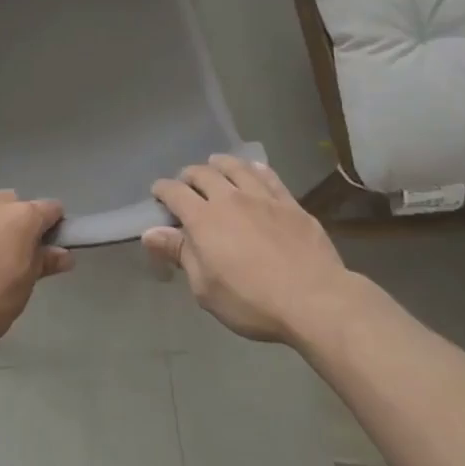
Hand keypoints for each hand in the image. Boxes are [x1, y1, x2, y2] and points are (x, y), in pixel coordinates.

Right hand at [143, 156, 351, 343]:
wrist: (315, 300)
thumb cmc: (252, 301)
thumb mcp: (205, 288)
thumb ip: (179, 253)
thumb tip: (150, 232)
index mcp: (203, 219)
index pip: (175, 192)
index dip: (162, 190)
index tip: (157, 194)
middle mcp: (229, 198)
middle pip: (203, 174)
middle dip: (189, 176)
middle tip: (186, 184)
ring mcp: (262, 197)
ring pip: (235, 167)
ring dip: (220, 164)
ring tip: (216, 166)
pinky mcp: (290, 203)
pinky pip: (268, 176)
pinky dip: (255, 169)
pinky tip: (253, 169)